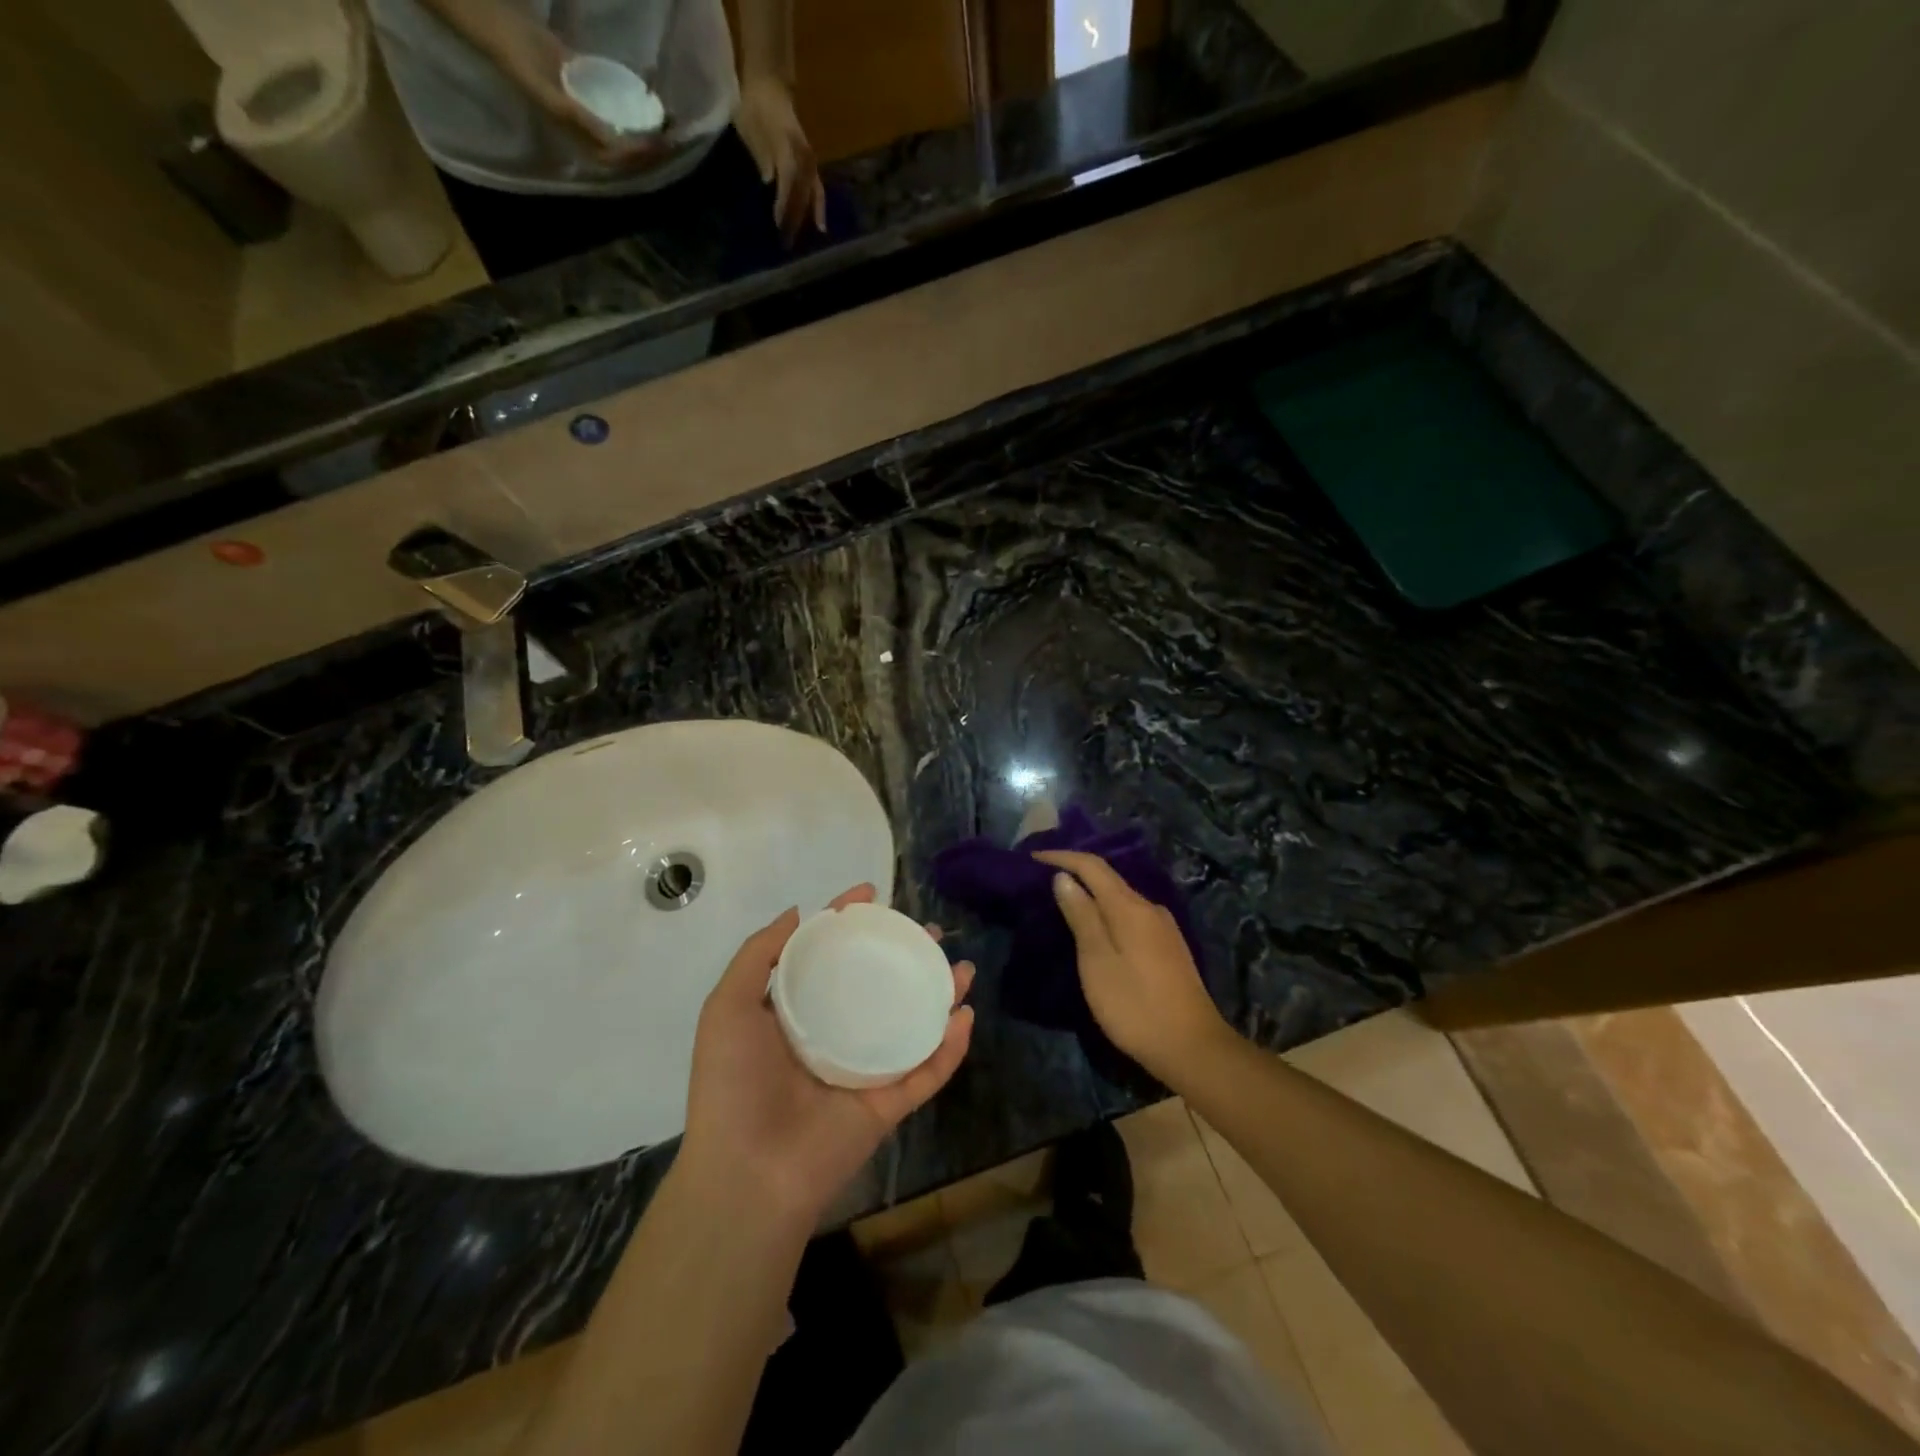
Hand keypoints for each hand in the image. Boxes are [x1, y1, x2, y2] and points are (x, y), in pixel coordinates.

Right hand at [489, 20, 670, 170]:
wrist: (506, 31)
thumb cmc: (523, 65)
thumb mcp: (550, 96)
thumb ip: (580, 120)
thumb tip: (612, 143)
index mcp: (580, 140)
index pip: (618, 159)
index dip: (639, 157)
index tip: (658, 146)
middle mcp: (589, 132)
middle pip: (626, 149)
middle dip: (650, 148)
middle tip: (674, 138)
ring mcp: (591, 112)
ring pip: (625, 128)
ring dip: (647, 129)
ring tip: (670, 124)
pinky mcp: (591, 91)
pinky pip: (618, 105)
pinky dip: (635, 107)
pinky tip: (651, 101)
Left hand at [680, 884, 973, 1225]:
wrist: (747, 1174)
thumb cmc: (732, 1084)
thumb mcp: (728, 1007)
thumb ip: (758, 955)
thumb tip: (798, 913)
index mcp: (796, 1014)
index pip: (829, 957)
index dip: (848, 923)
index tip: (872, 894)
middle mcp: (833, 1036)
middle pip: (878, 986)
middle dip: (905, 957)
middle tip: (929, 933)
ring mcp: (863, 1071)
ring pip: (911, 1025)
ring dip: (940, 996)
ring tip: (963, 968)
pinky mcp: (887, 1105)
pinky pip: (926, 1072)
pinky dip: (950, 1048)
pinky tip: (964, 1017)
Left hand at [734, 72, 826, 243]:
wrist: (769, 87)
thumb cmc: (754, 108)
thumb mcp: (750, 128)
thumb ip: (762, 156)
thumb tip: (768, 185)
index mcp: (787, 146)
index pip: (788, 180)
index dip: (784, 203)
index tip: (778, 224)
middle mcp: (803, 156)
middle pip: (802, 193)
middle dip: (795, 218)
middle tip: (786, 244)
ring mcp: (810, 162)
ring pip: (812, 195)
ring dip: (808, 219)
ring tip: (805, 242)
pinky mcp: (811, 167)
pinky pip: (818, 191)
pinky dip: (818, 209)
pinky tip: (819, 228)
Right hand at [1034, 850, 1229, 1083]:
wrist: (1193, 1048)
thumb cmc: (1136, 1006)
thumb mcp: (1097, 962)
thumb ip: (1081, 916)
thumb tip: (1064, 878)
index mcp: (1130, 907)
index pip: (1093, 866)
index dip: (1062, 857)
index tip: (1034, 857)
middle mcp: (1150, 908)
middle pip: (1109, 879)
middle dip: (1076, 873)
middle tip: (1042, 880)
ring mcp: (1163, 928)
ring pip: (1121, 899)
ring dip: (1092, 895)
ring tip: (1064, 904)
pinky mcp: (1168, 947)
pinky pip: (1131, 916)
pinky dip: (1107, 913)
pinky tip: (1097, 929)